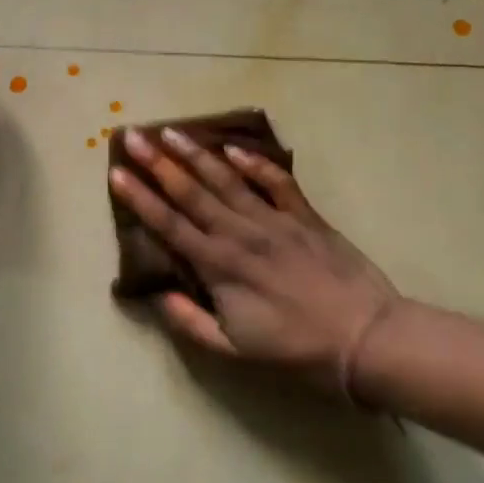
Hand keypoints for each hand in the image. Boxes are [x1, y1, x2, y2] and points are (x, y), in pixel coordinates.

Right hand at [109, 127, 401, 398]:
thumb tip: (159, 295)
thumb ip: (190, 322)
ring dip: (196, 155)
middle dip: (157, 163)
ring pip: (226, 180)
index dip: (139, 198)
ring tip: (171, 132)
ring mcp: (274, 221)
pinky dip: (254, 163)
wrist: (367, 340)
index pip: (168, 224)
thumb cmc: (296, 350)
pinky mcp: (305, 217)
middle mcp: (239, 234)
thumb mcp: (234, 351)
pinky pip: (276, 182)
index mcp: (218, 266)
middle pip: (191, 192)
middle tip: (133, 136)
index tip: (115, 172)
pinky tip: (234, 148)